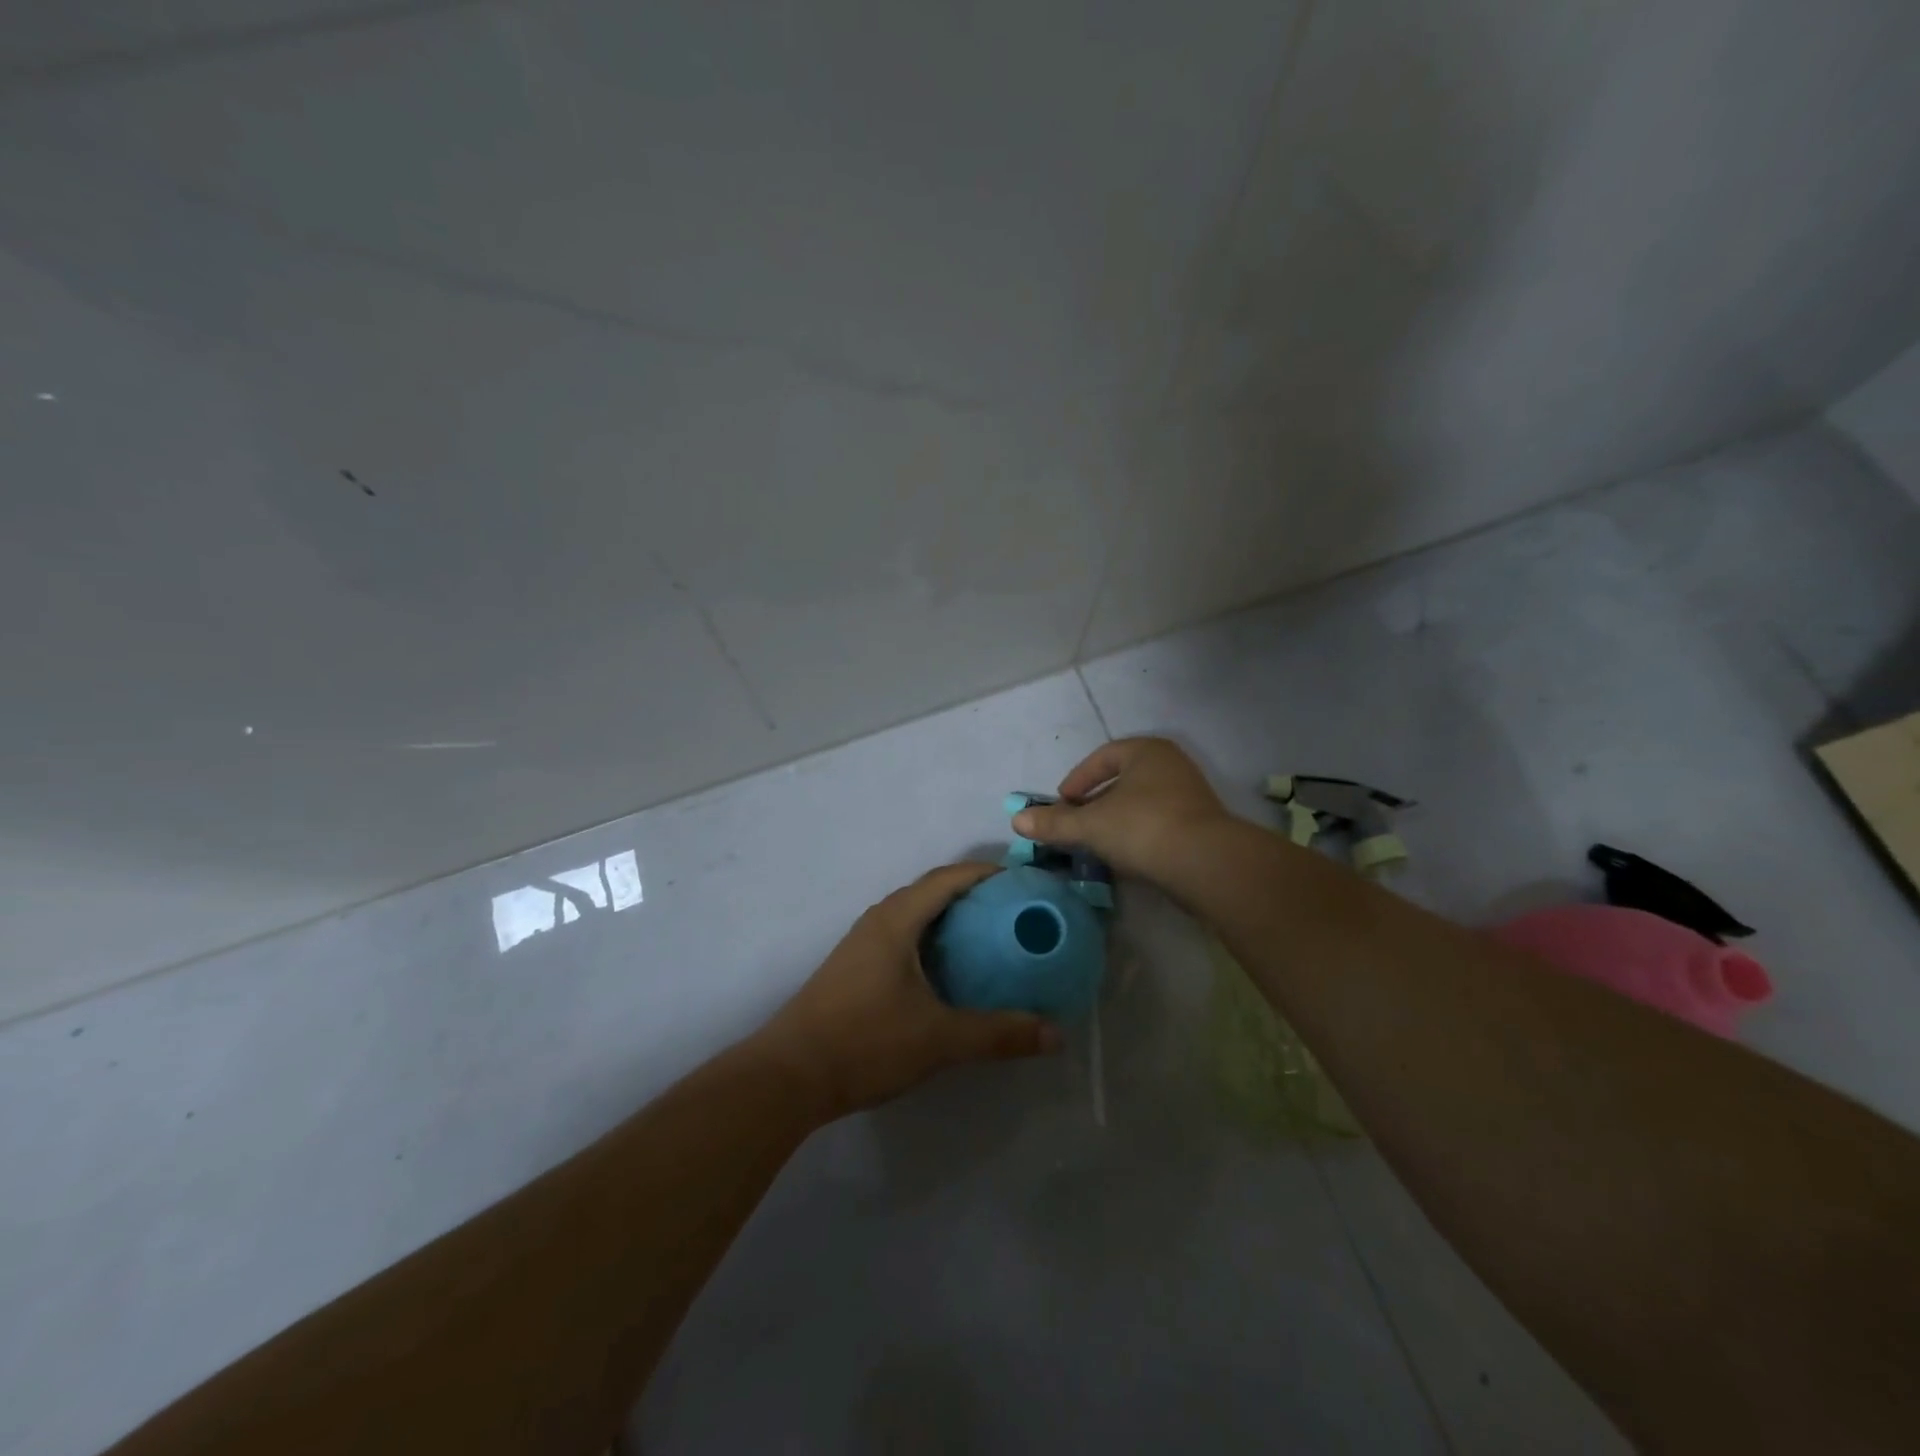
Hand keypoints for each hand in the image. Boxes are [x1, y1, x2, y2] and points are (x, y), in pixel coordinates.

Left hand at [757, 863, 1061, 1120]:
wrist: (789, 1076)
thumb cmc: (866, 1042)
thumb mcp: (939, 1039)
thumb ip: (998, 1034)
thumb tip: (1055, 1035)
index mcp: (897, 920)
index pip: (947, 878)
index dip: (985, 872)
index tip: (1021, 880)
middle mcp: (878, 921)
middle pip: (930, 891)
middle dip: (971, 893)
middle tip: (1013, 910)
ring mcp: (861, 944)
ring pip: (912, 914)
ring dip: (948, 916)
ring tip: (987, 936)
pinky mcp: (853, 967)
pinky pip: (900, 936)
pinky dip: (929, 938)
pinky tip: (946, 970)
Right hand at [1013, 737, 1232, 884]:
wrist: (1206, 863)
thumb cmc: (1143, 828)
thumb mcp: (1090, 825)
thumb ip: (1054, 823)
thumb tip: (1017, 820)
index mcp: (1146, 751)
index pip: (1102, 757)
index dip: (1077, 780)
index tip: (1061, 803)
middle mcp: (1171, 765)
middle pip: (1122, 780)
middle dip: (1095, 802)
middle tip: (1075, 823)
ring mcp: (1190, 795)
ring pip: (1141, 804)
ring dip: (1116, 821)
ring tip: (1095, 843)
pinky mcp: (1201, 825)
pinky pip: (1158, 823)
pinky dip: (1137, 835)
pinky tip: (1125, 857)